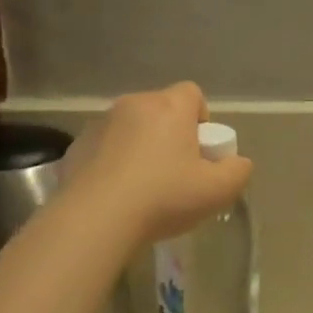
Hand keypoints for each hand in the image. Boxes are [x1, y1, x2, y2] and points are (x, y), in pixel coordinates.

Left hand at [63, 83, 252, 242]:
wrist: (96, 218)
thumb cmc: (163, 198)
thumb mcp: (217, 191)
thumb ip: (237, 171)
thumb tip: (237, 162)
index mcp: (169, 107)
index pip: (192, 94)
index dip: (201, 119)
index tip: (200, 152)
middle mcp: (133, 105)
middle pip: (160, 111)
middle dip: (170, 135)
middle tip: (176, 174)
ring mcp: (99, 124)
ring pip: (129, 129)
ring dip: (139, 148)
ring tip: (142, 189)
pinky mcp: (75, 147)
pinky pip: (103, 148)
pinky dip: (112, 163)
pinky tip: (115, 196)